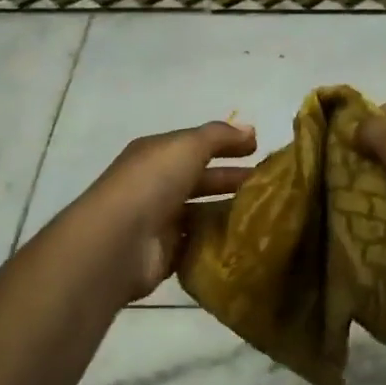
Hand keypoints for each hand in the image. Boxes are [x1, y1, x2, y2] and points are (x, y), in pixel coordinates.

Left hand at [67, 121, 256, 301]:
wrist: (117, 242)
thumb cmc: (152, 183)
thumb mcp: (187, 146)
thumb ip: (219, 136)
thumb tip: (249, 130)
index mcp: (156, 154)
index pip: (196, 145)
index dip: (226, 144)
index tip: (258, 150)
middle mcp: (155, 185)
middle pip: (200, 179)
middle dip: (231, 179)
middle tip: (267, 185)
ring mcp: (159, 221)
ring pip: (201, 213)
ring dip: (228, 211)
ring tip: (264, 214)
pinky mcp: (165, 254)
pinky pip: (197, 244)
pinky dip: (217, 242)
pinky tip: (245, 241)